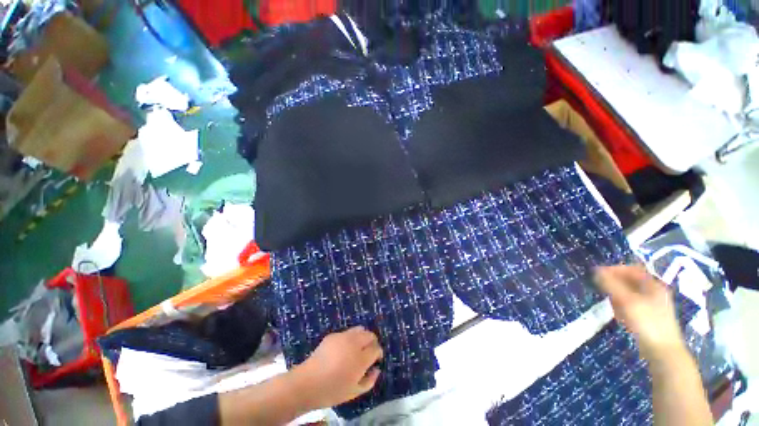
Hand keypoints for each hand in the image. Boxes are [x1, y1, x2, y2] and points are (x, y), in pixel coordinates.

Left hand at [292, 326, 382, 409]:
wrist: (308, 382)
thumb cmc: (332, 390)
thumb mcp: (354, 392)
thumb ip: (370, 381)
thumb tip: (376, 369)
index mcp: (361, 358)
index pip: (376, 348)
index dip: (379, 353)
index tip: (377, 359)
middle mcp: (354, 343)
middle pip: (370, 335)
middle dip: (373, 342)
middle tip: (369, 352)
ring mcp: (343, 336)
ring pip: (359, 329)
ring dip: (362, 337)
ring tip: (358, 348)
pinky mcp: (333, 335)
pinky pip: (347, 332)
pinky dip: (350, 338)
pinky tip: (344, 349)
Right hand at [594, 265, 685, 361]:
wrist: (663, 352)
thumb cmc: (647, 323)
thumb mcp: (627, 301)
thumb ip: (611, 285)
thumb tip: (596, 271)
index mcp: (653, 285)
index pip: (632, 269)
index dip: (614, 269)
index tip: (598, 274)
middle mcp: (655, 292)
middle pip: (631, 281)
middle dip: (615, 284)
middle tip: (602, 290)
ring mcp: (653, 306)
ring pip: (630, 294)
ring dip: (618, 296)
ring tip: (611, 305)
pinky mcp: (649, 318)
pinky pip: (632, 306)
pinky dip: (623, 307)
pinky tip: (619, 316)